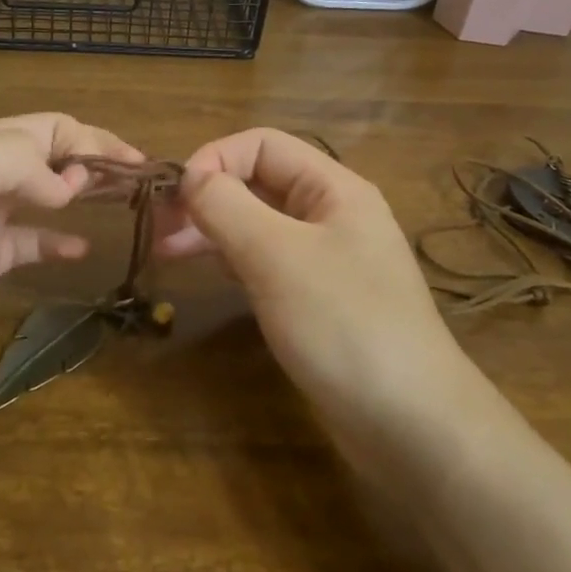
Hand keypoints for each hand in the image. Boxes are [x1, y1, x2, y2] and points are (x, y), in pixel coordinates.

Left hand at [0, 114, 141, 425]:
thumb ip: (8, 161)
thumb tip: (64, 186)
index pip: (43, 127)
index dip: (90, 138)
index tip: (133, 165)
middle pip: (46, 154)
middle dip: (91, 159)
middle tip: (138, 180)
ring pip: (41, 193)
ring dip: (80, 191)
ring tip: (122, 202)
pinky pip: (29, 240)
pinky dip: (58, 239)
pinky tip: (81, 248)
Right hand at [155, 128, 469, 434]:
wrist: (412, 426)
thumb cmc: (344, 326)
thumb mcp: (277, 257)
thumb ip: (227, 207)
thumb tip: (189, 176)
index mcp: (333, 189)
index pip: (262, 145)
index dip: (215, 159)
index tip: (175, 197)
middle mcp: (331, 214)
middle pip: (258, 182)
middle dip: (207, 197)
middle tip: (158, 228)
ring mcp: (325, 259)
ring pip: (258, 223)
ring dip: (212, 228)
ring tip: (165, 252)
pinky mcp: (316, 299)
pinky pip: (266, 261)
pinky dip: (232, 259)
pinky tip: (206, 272)